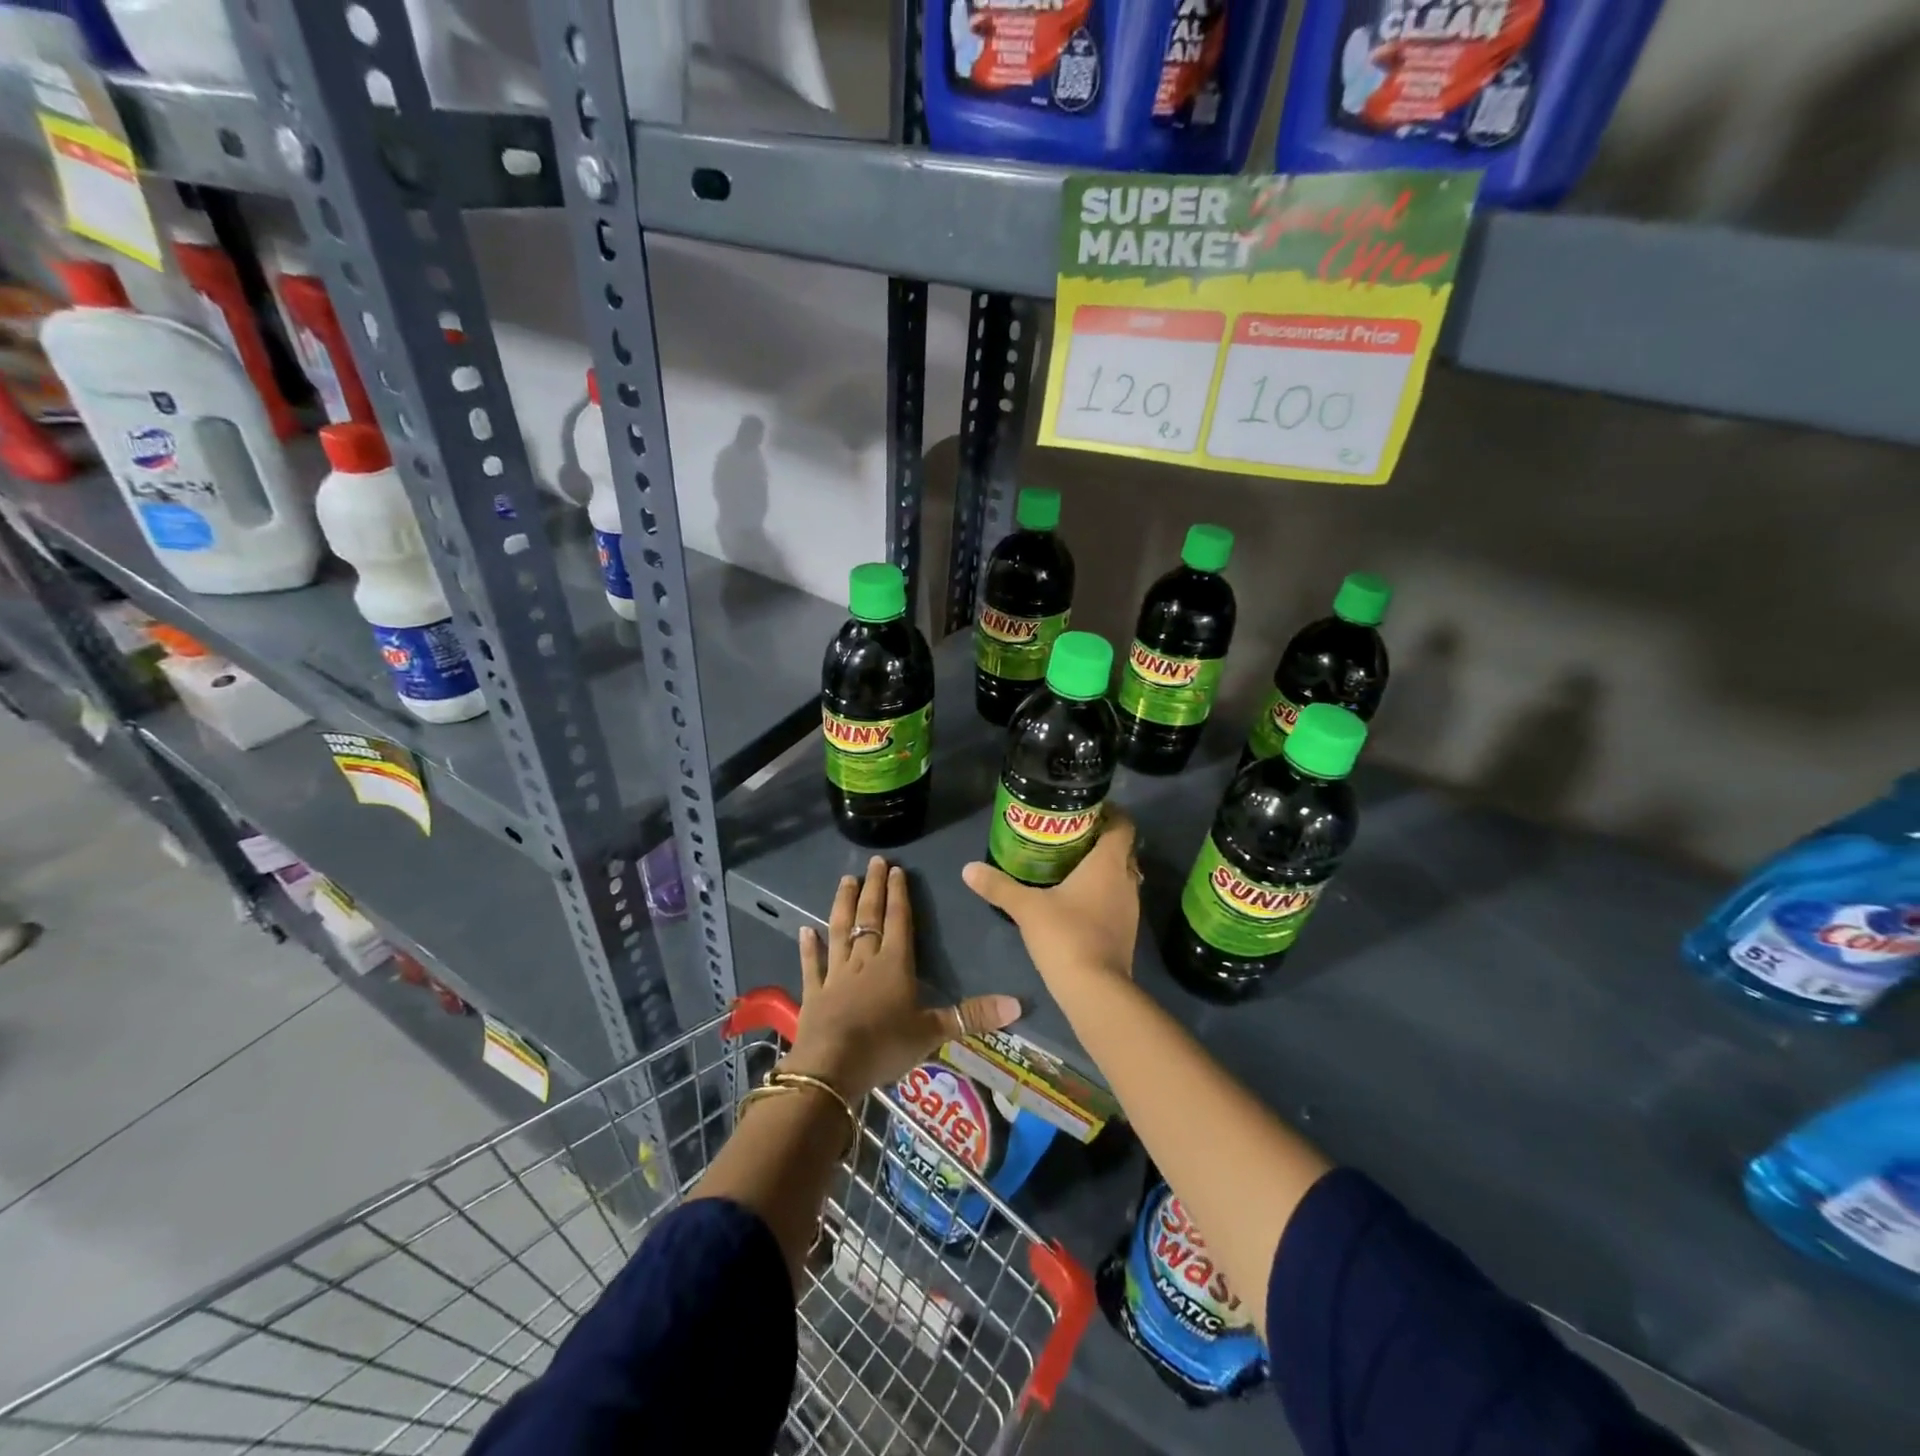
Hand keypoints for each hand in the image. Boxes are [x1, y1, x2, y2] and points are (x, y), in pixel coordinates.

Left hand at [786, 855, 1022, 1099]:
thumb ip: (973, 1016)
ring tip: (845, 880)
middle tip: (873, 861)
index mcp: (894, 964)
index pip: (899, 920)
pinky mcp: (814, 994)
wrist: (831, 1068)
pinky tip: (804, 929)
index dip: (899, 894)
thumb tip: (1019, 1004)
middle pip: (869, 917)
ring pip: (840, 931)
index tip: (896, 869)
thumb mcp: (933, 1032)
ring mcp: (835, 975)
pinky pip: (811, 965)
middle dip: (873, 888)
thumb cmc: (885, 1045)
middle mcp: (864, 960)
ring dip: (842, 905)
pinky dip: (808, 947)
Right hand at [962, 809, 1140, 993]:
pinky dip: (1102, 892)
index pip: (1123, 825)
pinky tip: (1077, 899)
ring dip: (1102, 868)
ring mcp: (1130, 908)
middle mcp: (1126, 881)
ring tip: (1070, 863)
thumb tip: (968, 868)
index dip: (1111, 813)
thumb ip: (999, 886)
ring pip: (1120, 876)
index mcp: (1108, 864)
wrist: (1095, 990)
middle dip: (1100, 839)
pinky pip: (1117, 899)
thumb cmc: (1066, 935)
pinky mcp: (1126, 932)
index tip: (1087, 808)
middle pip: (1122, 849)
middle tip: (1070, 835)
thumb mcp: (1027, 908)